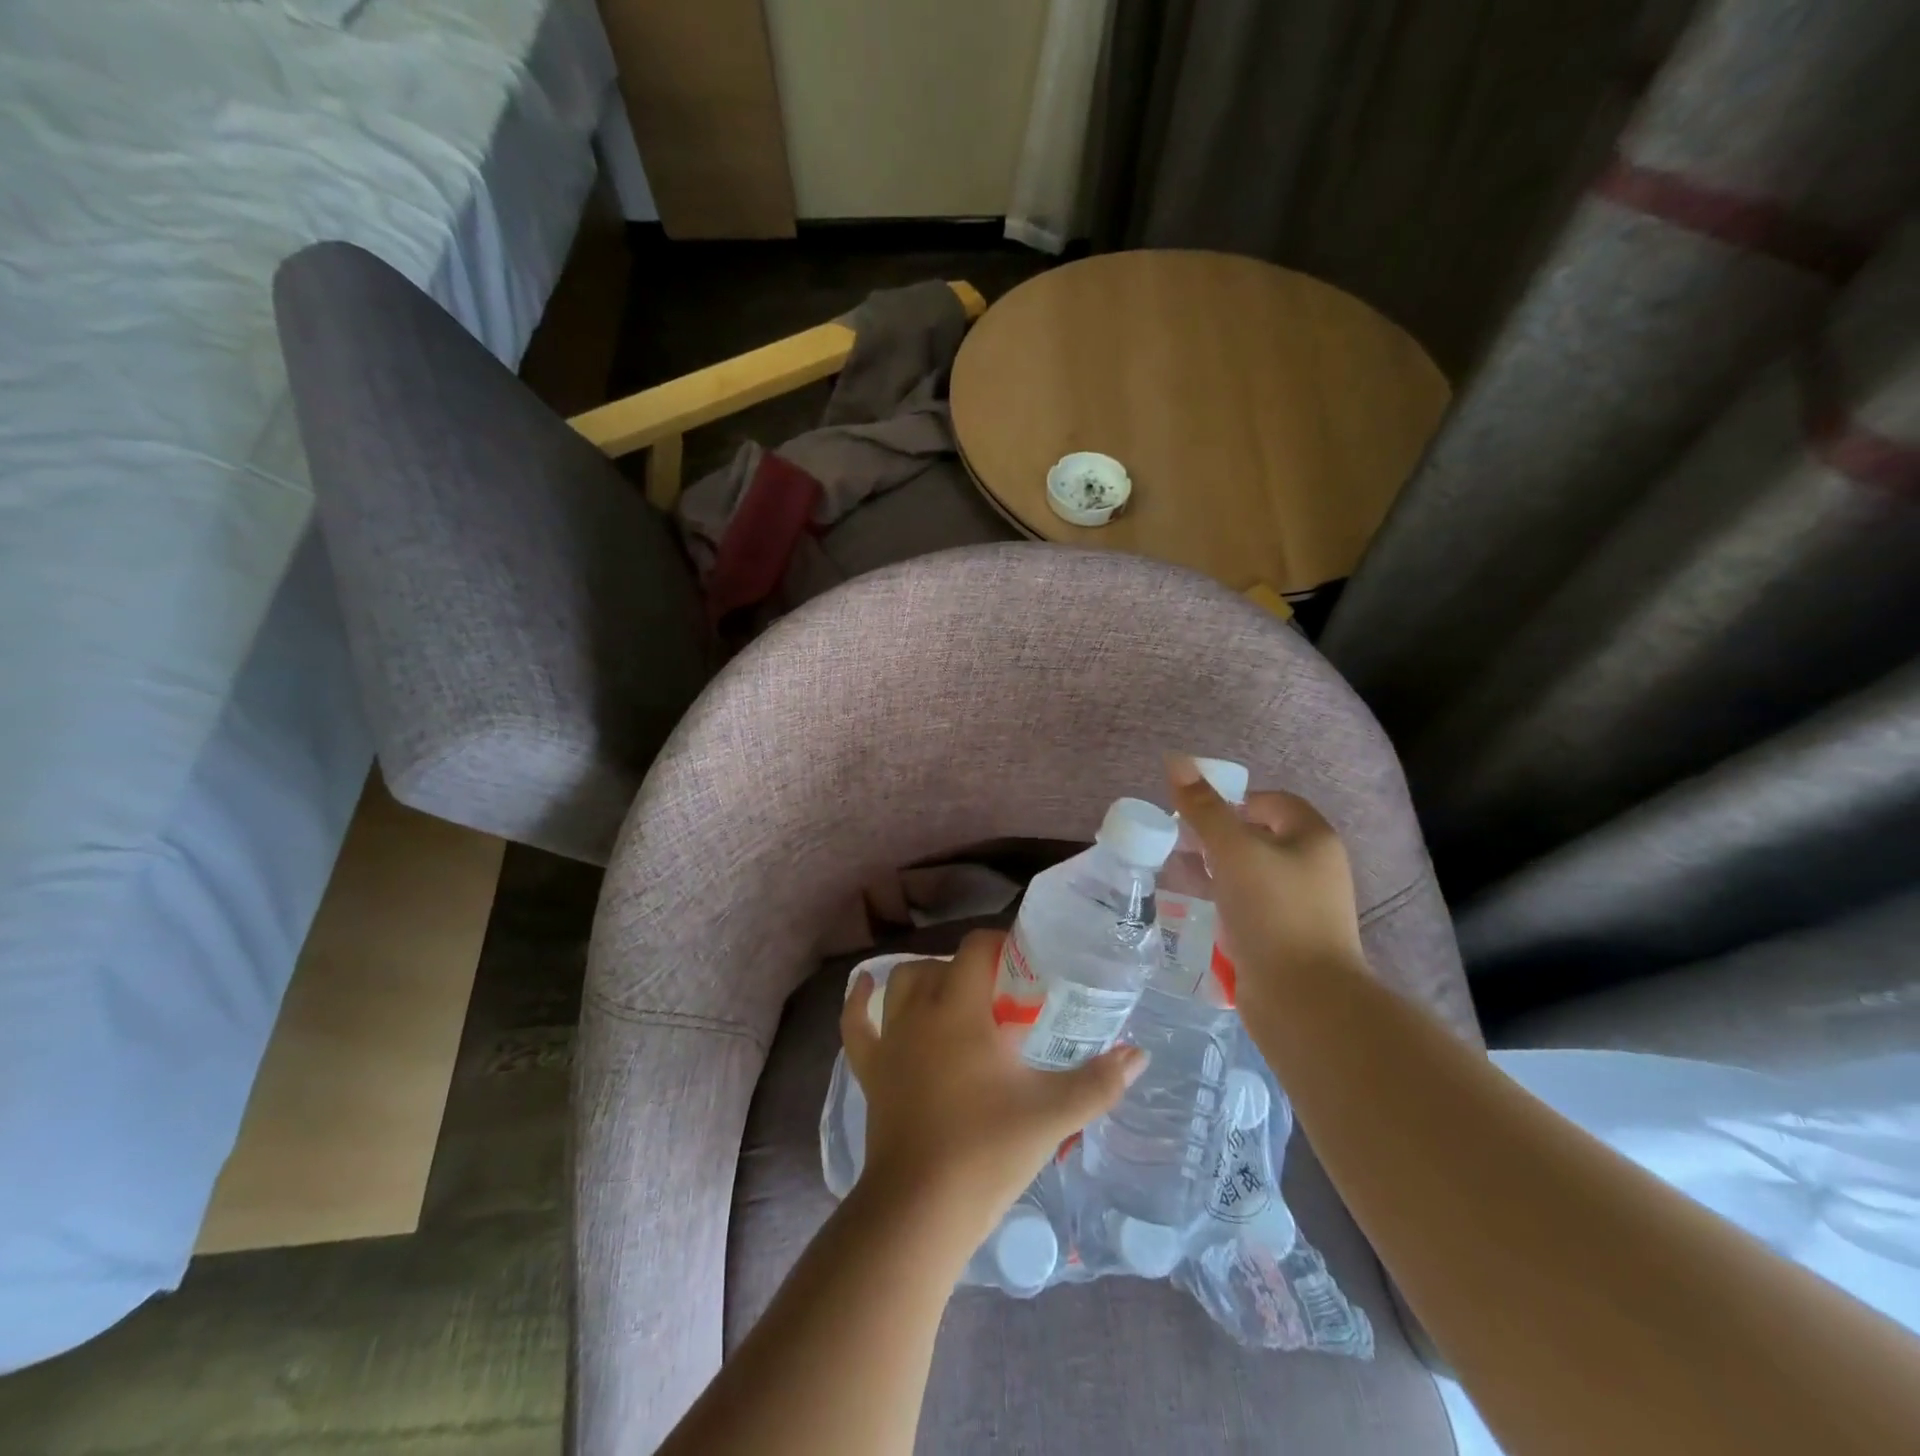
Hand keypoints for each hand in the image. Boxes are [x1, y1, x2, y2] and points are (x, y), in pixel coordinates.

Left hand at [841, 929, 1146, 1246]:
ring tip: (953, 994)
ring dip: (926, 980)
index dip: (1001, 944)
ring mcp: (891, 1041)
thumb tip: (1140, 1055)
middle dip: (971, 968)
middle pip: (941, 964)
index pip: (976, 949)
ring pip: (902, 985)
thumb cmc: (987, 1150)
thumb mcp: (1053, 1114)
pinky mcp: (872, 1071)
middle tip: (1003, 995)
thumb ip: (1099, 1081)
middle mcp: (921, 1012)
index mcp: (961, 1009)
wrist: (921, 1210)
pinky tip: (863, 986)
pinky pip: (857, 1026)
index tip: (1027, 962)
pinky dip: (859, 1003)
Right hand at [1166, 754, 1367, 1020]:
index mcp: (1313, 839)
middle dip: (1218, 837)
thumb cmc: (1273, 912)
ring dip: (1215, 871)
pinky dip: (1223, 902)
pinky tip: (1196, 909)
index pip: (1273, 802)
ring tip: (1178, 873)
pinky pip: (1250, 908)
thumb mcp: (1232, 851)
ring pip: (1251, 875)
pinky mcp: (1286, 939)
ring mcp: (1302, 907)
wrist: (1304, 999)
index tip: (1196, 814)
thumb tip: (1176, 760)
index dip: (1234, 800)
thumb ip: (1203, 808)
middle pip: (1260, 837)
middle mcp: (1314, 868)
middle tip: (1179, 842)